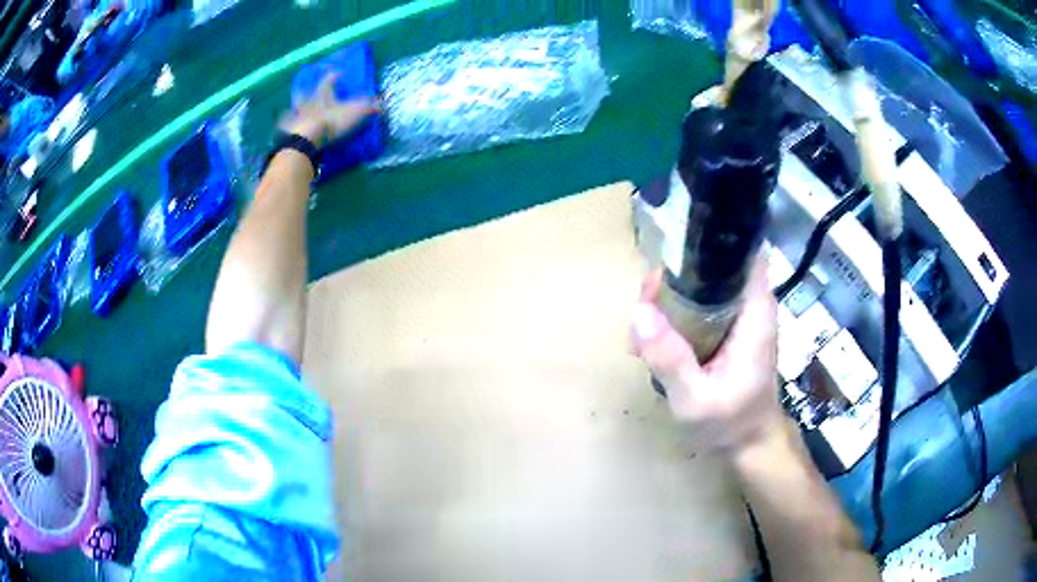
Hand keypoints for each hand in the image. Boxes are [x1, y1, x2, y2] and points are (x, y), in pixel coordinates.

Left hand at [280, 72, 378, 146]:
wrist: (306, 140)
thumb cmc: (331, 122)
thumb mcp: (355, 113)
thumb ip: (368, 106)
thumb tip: (383, 101)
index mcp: (323, 97)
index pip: (329, 83)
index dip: (333, 77)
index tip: (337, 73)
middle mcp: (307, 104)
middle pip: (306, 95)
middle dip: (306, 92)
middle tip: (304, 90)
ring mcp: (295, 118)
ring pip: (293, 110)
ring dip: (293, 109)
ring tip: (291, 110)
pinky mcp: (288, 133)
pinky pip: (285, 127)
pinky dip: (285, 126)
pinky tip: (284, 127)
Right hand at [632, 256, 783, 455]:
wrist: (749, 445)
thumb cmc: (730, 423)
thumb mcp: (695, 399)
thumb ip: (670, 358)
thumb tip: (639, 312)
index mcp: (754, 311)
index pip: (742, 251)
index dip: (707, 244)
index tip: (669, 258)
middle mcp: (749, 305)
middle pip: (712, 266)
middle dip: (674, 277)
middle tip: (643, 306)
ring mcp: (738, 317)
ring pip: (701, 286)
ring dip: (669, 299)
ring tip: (642, 333)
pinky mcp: (726, 330)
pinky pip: (698, 307)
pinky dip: (674, 316)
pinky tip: (653, 343)